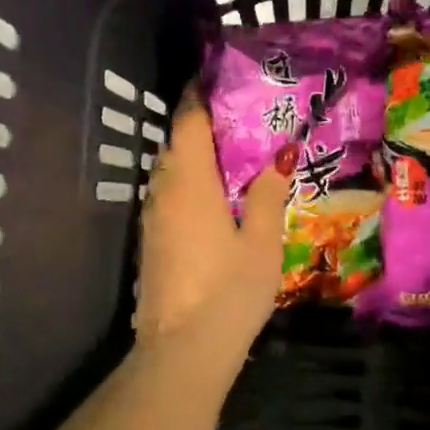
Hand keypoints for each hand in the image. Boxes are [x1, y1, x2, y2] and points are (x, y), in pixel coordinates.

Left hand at [135, 87, 294, 347]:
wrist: (182, 350)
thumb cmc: (229, 291)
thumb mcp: (261, 242)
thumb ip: (267, 195)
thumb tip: (278, 158)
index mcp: (190, 183)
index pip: (188, 123)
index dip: (200, 97)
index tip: (217, 79)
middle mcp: (163, 192)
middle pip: (176, 144)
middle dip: (201, 126)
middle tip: (239, 118)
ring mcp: (152, 219)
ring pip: (169, 172)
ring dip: (194, 157)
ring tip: (231, 155)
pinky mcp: (150, 242)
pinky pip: (168, 197)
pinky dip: (188, 185)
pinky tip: (214, 198)